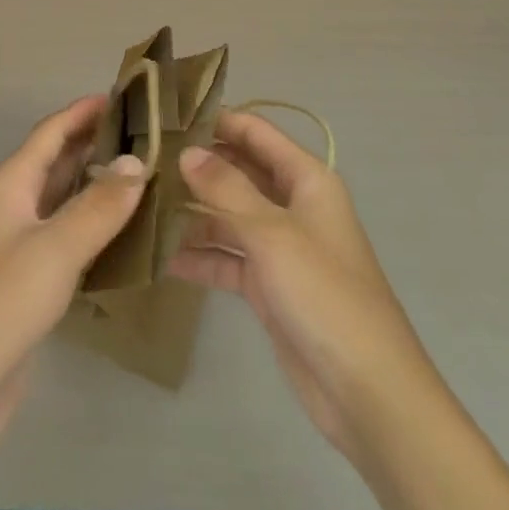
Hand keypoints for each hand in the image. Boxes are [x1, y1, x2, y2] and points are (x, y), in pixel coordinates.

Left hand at [0, 94, 145, 452]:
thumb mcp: (53, 249)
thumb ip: (98, 206)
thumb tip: (137, 163)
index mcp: (11, 186)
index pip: (51, 133)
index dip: (84, 112)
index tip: (125, 96)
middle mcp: (13, 208)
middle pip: (57, 164)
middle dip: (96, 147)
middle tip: (148, 138)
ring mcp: (18, 249)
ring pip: (64, 204)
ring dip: (98, 190)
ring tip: (147, 180)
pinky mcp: (27, 287)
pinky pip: (67, 244)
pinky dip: (95, 233)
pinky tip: (127, 239)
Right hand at [168, 110, 432, 462]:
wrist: (367, 392)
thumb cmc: (324, 295)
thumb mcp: (272, 234)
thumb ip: (226, 189)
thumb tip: (187, 151)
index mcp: (306, 179)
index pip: (255, 132)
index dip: (216, 120)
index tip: (167, 117)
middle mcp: (293, 205)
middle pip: (239, 171)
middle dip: (197, 167)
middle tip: (144, 161)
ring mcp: (280, 246)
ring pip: (228, 216)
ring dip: (192, 212)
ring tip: (141, 205)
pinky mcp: (268, 285)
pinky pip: (227, 258)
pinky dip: (199, 256)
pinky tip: (160, 257)